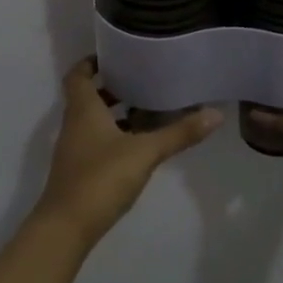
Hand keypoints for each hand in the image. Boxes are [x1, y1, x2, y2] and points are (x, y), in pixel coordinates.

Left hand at [35, 57, 222, 247]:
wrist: (66, 227)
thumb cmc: (100, 178)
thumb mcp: (145, 152)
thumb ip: (179, 133)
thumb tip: (216, 114)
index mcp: (83, 110)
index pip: (78, 75)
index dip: (91, 62)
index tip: (114, 55)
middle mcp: (75, 124)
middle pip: (87, 96)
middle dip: (111, 87)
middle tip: (141, 78)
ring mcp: (75, 149)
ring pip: (93, 120)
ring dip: (114, 112)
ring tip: (147, 107)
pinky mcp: (80, 170)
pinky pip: (97, 142)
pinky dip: (114, 136)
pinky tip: (139, 144)